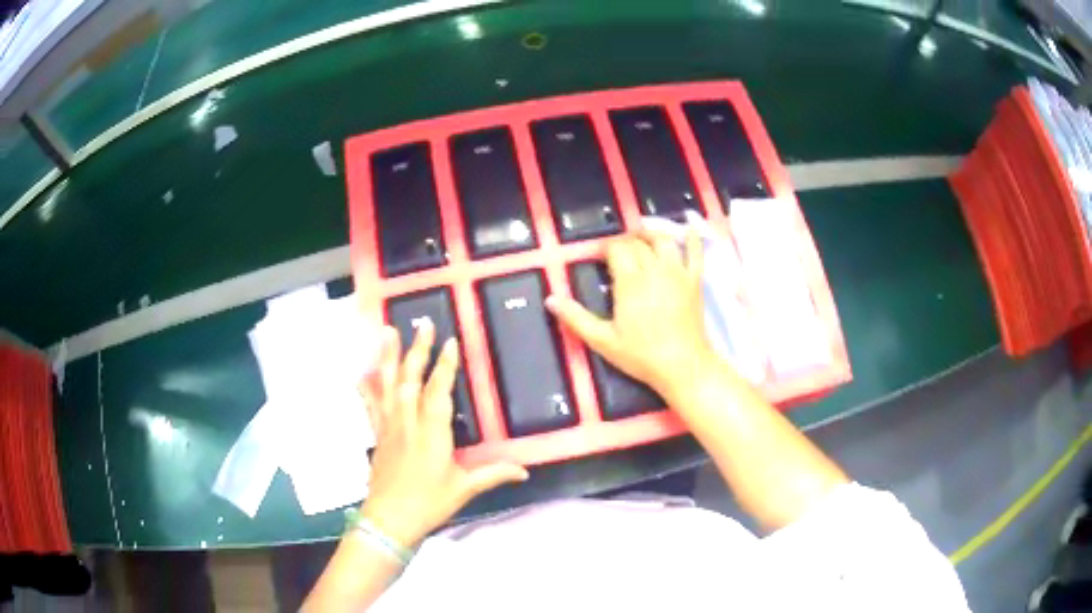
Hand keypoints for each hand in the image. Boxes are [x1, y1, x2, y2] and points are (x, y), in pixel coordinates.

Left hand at [358, 321, 528, 547]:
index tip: (450, 341)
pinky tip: (362, 372)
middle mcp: (408, 422)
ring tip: (387, 331)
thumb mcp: (464, 489)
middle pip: (411, 379)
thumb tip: (524, 471)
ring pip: (387, 385)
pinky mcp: (377, 435)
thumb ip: (493, 475)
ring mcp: (389, 427)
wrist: (390, 520)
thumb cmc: (429, 503)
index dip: (445, 365)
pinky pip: (371, 405)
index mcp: (433, 433)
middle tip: (422, 323)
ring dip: (388, 357)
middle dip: (418, 349)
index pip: (439, 391)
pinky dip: (367, 387)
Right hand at [546, 230, 713, 398]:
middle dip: (624, 242)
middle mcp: (654, 269)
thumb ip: (576, 318)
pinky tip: (687, 228)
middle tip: (615, 252)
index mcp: (630, 281)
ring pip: (663, 240)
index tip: (596, 255)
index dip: (604, 248)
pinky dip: (691, 238)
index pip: (616, 249)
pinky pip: (696, 252)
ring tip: (640, 236)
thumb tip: (550, 299)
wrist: (682, 366)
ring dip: (650, 234)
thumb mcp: (602, 340)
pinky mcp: (695, 280)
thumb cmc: (641, 355)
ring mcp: (677, 273)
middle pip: (637, 243)